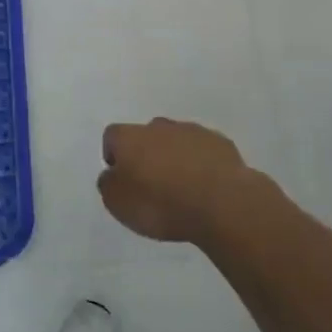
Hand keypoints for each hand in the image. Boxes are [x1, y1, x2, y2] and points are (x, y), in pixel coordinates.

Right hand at [98, 118, 278, 245]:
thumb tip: (111, 175)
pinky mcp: (222, 144)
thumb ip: (109, 185)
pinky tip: (207, 188)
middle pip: (146, 136)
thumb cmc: (161, 204)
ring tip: (183, 189)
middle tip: (152, 185)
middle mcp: (158, 126)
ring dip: (176, 158)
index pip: (112, 137)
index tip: (122, 179)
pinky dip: (202, 165)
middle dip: (147, 155)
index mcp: (129, 137)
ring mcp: (192, 132)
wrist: (222, 204)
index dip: (114, 157)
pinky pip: (204, 151)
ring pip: (177, 141)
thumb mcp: (118, 204)